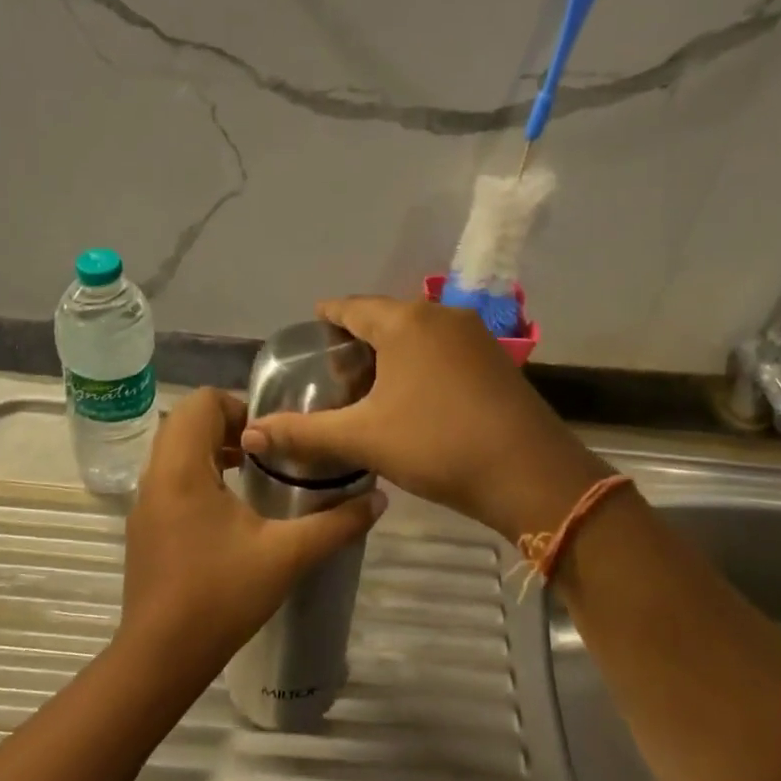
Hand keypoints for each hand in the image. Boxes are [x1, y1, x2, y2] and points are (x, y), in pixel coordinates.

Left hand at [117, 388, 384, 692]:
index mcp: (183, 468)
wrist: (160, 658)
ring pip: (176, 448)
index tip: (274, 437)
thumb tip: (379, 499)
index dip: (241, 407)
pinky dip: (199, 472)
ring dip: (214, 448)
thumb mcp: (287, 556)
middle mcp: (156, 475)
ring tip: (255, 474)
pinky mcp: (145, 525)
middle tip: (270, 452)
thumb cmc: (221, 597)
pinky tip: (232, 510)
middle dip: (230, 425)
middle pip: (187, 420)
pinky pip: (170, 476)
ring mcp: (145, 501)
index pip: (202, 402)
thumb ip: (336, 524)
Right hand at [240, 297, 609, 540]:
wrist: (530, 474)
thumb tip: (250, 435)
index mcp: (405, 322)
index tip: (312, 328)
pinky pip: (444, 349)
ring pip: (419, 333)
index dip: (328, 316)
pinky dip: (421, 362)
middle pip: (387, 317)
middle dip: (359, 337)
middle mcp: (440, 315)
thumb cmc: (438, 444)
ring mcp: (475, 336)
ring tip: (369, 383)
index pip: (353, 307)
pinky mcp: (496, 360)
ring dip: (392, 350)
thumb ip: (303, 433)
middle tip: (333, 368)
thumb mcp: (363, 439)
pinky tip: (414, 394)